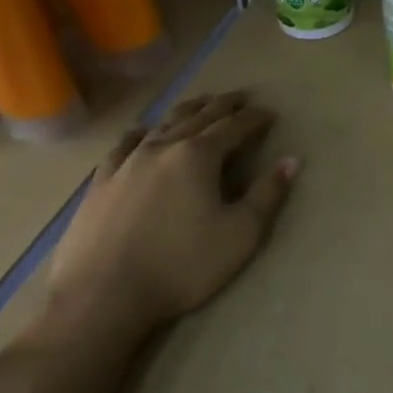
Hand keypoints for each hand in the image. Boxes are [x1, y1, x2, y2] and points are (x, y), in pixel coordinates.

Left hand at [46, 90, 298, 336]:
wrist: (102, 296)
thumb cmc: (181, 266)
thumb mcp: (240, 235)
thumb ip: (267, 195)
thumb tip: (291, 161)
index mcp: (199, 156)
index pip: (234, 126)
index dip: (255, 118)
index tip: (270, 113)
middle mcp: (163, 147)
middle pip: (199, 117)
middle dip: (223, 105)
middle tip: (240, 97)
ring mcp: (127, 162)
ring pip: (163, 124)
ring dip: (187, 111)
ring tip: (200, 105)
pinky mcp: (101, 181)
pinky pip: (125, 144)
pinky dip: (143, 131)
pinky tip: (143, 132)